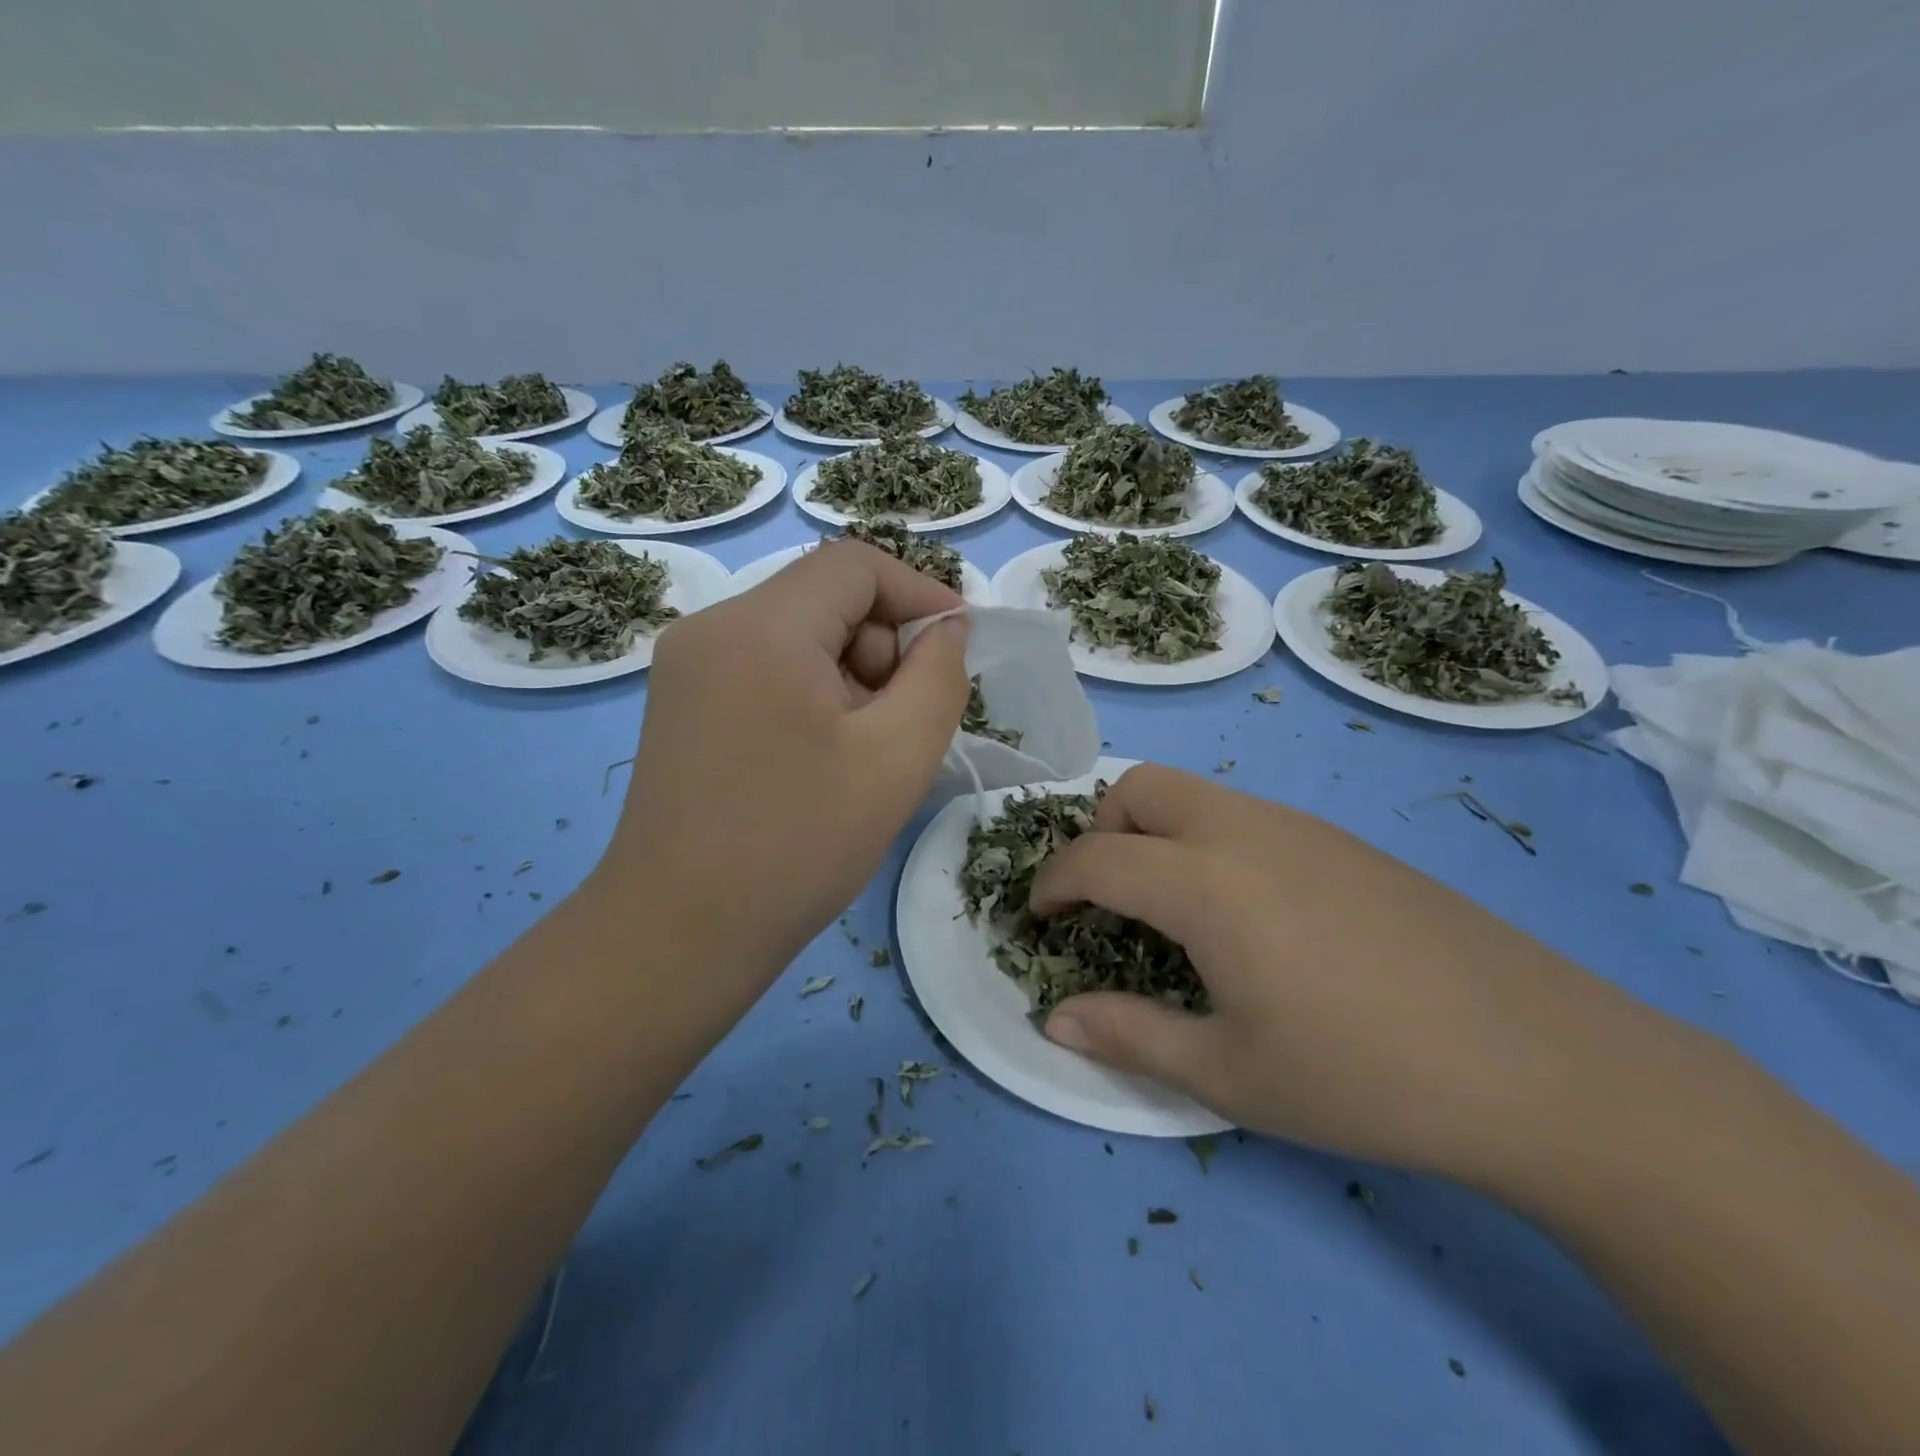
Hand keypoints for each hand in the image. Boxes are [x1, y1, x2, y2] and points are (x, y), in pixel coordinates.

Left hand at [602, 541, 968, 1014]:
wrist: (681, 933)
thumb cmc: (798, 844)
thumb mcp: (897, 757)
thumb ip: (938, 675)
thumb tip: (944, 629)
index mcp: (761, 626)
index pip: (855, 565)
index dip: (919, 593)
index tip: (957, 646)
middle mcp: (712, 626)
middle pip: (824, 598)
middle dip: (881, 646)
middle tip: (902, 723)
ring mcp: (686, 665)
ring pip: (796, 634)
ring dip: (849, 675)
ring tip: (860, 752)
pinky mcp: (680, 702)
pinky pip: (764, 667)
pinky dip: (810, 693)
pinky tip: (818, 757)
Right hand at [1030, 764, 1658, 1188]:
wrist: (1545, 1066)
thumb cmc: (1366, 1076)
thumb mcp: (1230, 1074)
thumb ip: (1129, 1035)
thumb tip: (1053, 1018)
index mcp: (1205, 881)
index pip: (1094, 858)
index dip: (1051, 886)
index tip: (1036, 919)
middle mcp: (1244, 829)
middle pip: (1138, 787)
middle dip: (1098, 832)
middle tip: (1102, 899)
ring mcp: (1300, 826)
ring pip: (1193, 792)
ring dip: (1152, 830)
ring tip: (1166, 907)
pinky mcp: (1343, 841)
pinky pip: (1242, 813)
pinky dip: (1205, 839)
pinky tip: (1243, 912)